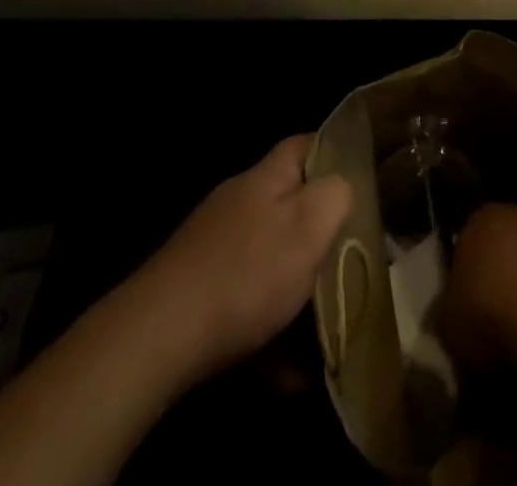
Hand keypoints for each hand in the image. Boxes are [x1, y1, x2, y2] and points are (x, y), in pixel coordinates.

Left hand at [134, 136, 351, 386]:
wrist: (156, 337)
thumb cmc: (246, 274)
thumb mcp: (309, 225)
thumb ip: (337, 194)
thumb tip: (343, 186)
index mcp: (265, 178)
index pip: (305, 144)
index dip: (334, 154)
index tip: (360, 182)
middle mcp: (237, 201)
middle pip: (287, 203)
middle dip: (316, 232)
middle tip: (345, 259)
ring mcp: (211, 244)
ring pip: (267, 256)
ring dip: (292, 287)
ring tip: (319, 325)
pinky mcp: (194, 288)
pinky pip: (243, 299)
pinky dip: (265, 328)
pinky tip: (283, 372)